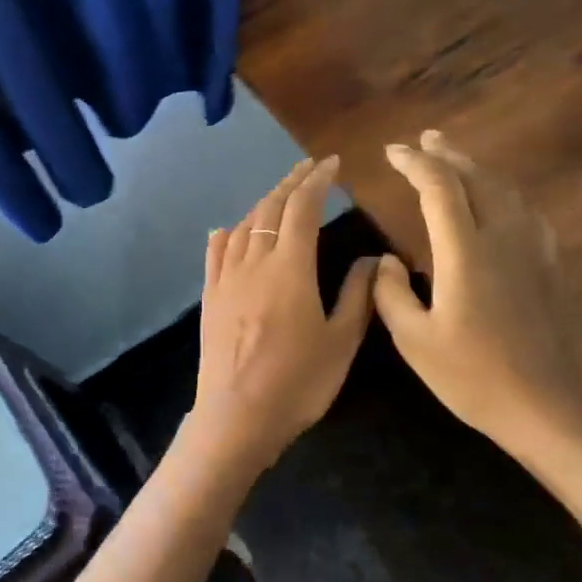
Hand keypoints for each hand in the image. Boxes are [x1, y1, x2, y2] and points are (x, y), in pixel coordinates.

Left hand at [190, 156, 378, 471]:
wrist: (236, 418)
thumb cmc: (297, 383)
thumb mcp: (341, 342)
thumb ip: (357, 295)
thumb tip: (371, 259)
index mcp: (290, 268)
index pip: (302, 208)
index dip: (317, 181)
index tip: (331, 164)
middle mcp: (254, 263)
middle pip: (270, 209)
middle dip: (291, 183)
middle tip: (309, 169)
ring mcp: (226, 279)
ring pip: (243, 226)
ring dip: (263, 203)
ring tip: (280, 195)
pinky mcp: (210, 297)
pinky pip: (216, 253)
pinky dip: (227, 233)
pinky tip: (229, 229)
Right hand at [372, 130, 581, 458]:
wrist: (545, 407)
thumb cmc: (472, 376)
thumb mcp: (414, 340)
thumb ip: (391, 294)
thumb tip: (386, 261)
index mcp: (465, 253)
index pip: (439, 188)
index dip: (415, 163)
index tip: (392, 152)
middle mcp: (501, 239)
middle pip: (477, 179)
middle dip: (447, 154)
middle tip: (424, 139)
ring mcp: (531, 251)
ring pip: (505, 191)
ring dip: (477, 169)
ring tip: (456, 159)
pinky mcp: (547, 267)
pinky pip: (525, 212)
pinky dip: (505, 194)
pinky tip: (501, 201)